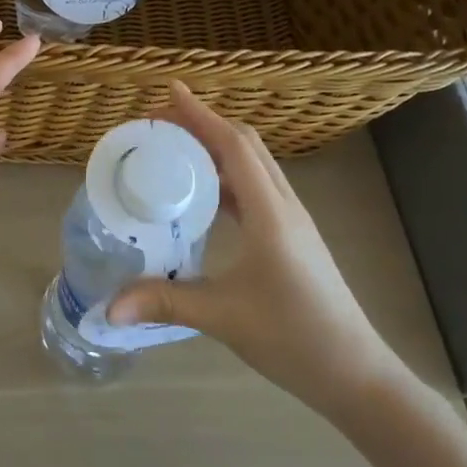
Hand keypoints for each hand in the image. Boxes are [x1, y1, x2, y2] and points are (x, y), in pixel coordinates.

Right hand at [106, 83, 409, 417]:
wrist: (356, 375)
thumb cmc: (294, 338)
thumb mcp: (223, 317)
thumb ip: (164, 302)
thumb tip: (110, 305)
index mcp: (270, 213)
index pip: (234, 146)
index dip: (201, 115)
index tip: (170, 92)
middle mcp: (284, 206)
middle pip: (247, 146)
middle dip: (205, 125)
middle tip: (162, 124)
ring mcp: (293, 222)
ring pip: (255, 166)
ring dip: (217, 150)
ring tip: (176, 153)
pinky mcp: (293, 238)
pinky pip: (257, 190)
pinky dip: (228, 178)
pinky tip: (203, 198)